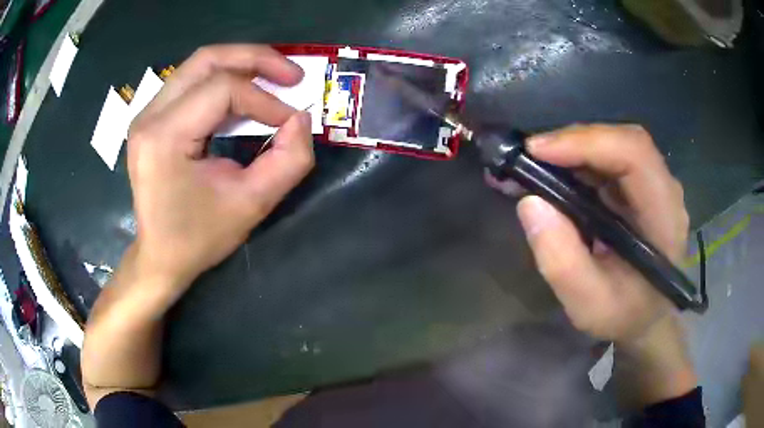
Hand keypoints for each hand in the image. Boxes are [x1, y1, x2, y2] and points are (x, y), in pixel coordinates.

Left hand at [127, 44, 314, 298]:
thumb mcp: (252, 204)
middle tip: (292, 73)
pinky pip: (192, 83)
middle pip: (207, 59)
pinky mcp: (152, 119)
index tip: (292, 121)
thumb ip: (289, 160)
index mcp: (164, 137)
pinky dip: (224, 81)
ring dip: (241, 65)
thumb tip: (301, 118)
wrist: (160, 257)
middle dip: (255, 58)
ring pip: (199, 65)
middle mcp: (149, 116)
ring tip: (274, 79)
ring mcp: (147, 115)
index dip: (265, 99)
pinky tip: (245, 95)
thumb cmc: (199, 237)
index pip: (222, 90)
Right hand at [498, 124, 688, 342]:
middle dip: (573, 141)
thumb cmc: (624, 315)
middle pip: (622, 140)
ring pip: (613, 144)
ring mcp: (653, 184)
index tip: (536, 151)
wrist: (646, 318)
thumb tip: (530, 203)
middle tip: (529, 156)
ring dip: (572, 148)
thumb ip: (562, 261)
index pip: (634, 153)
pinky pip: (608, 159)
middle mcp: (663, 189)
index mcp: (664, 216)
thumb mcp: (588, 304)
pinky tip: (554, 173)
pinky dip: (577, 159)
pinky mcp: (639, 186)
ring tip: (533, 165)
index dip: (587, 142)